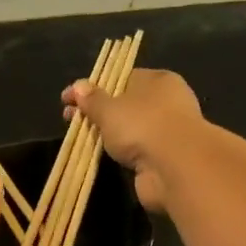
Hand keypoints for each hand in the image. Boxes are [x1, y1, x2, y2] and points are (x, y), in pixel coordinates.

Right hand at [62, 68, 204, 211]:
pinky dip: (121, 153)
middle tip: (70, 120)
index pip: (122, 78)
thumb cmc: (142, 125)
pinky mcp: (165, 157)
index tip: (69, 99)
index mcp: (158, 80)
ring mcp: (167, 131)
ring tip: (81, 139)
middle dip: (97, 112)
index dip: (94, 88)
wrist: (176, 167)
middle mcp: (167, 102)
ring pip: (130, 129)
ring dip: (108, 134)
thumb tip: (77, 87)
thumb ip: (92, 99)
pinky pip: (136, 150)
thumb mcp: (109, 109)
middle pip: (125, 104)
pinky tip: (103, 156)